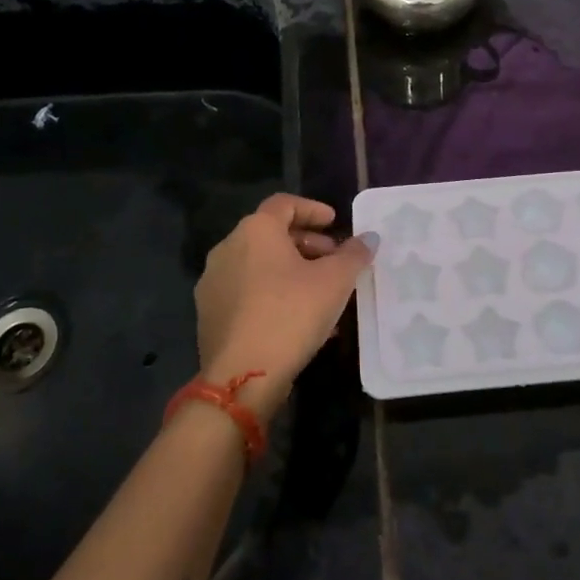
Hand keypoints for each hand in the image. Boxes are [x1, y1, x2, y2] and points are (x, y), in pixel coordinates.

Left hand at [194, 193, 371, 416]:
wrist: (242, 376)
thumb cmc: (291, 314)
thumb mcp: (335, 281)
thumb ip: (354, 254)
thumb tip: (369, 238)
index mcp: (255, 230)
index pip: (284, 204)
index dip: (313, 209)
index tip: (335, 223)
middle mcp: (227, 248)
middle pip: (271, 234)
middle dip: (307, 244)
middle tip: (334, 261)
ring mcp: (214, 283)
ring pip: (259, 266)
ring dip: (292, 272)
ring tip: (321, 294)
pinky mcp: (209, 314)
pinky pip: (247, 292)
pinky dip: (273, 294)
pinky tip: (298, 320)